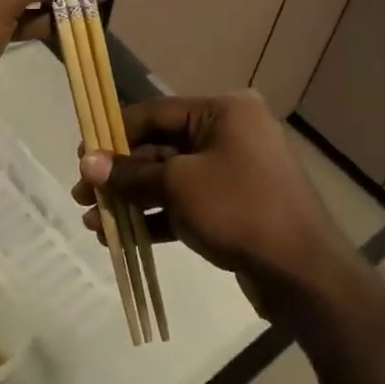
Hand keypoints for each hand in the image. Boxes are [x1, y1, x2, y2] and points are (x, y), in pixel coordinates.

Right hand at [73, 92, 352, 324]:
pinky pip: (188, 202)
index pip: (156, 113)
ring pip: (172, 179)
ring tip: (93, 222)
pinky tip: (121, 237)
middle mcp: (230, 133)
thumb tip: (87, 163)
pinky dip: (157, 216)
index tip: (81, 155)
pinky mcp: (235, 206)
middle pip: (162, 147)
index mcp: (223, 111)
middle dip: (121, 174)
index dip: (115, 133)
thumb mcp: (179, 186)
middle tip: (82, 195)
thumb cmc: (240, 209)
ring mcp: (235, 171)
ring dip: (133, 199)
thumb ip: (131, 173)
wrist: (303, 271)